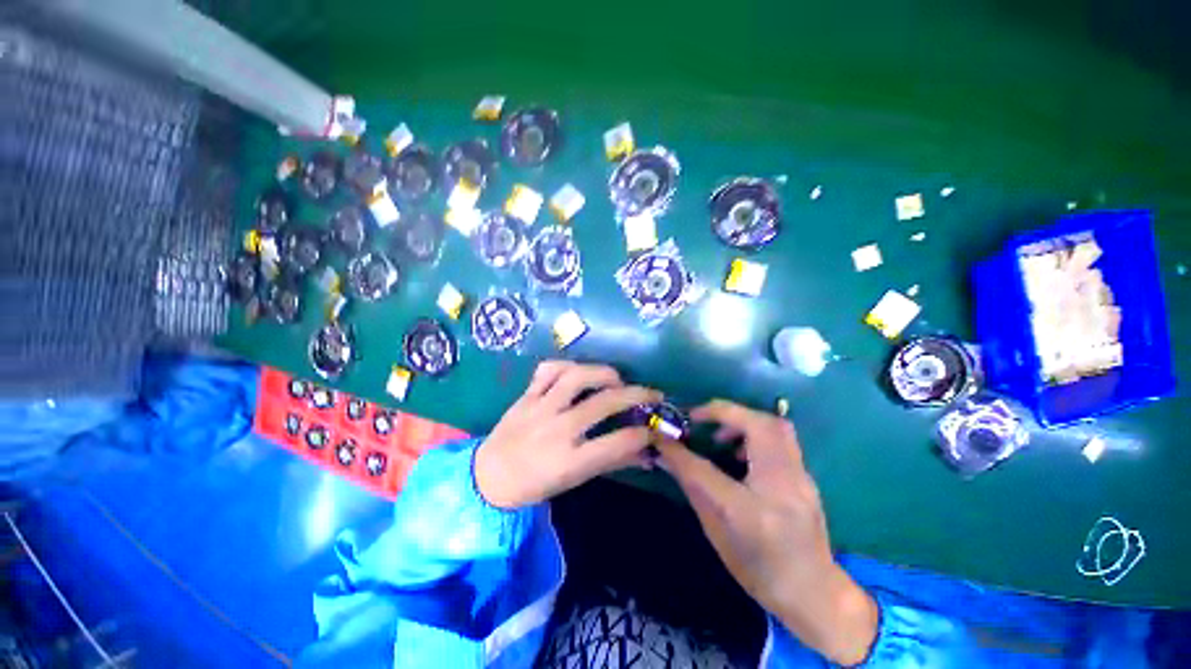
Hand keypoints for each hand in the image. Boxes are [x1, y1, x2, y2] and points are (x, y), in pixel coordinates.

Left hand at [475, 360, 660, 508]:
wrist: (489, 477)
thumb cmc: (536, 483)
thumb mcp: (576, 479)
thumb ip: (611, 462)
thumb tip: (646, 453)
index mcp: (570, 461)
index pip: (617, 443)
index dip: (644, 433)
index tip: (654, 427)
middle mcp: (557, 430)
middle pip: (603, 403)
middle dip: (636, 395)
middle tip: (652, 394)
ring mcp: (539, 409)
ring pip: (575, 378)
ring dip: (603, 373)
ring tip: (617, 379)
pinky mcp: (526, 395)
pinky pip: (548, 370)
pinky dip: (567, 365)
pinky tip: (579, 372)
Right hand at [655, 400, 878, 665]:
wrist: (812, 592)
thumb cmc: (758, 567)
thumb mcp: (716, 531)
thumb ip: (693, 487)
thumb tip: (665, 455)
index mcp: (750, 513)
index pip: (705, 472)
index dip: (678, 451)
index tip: (662, 436)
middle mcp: (780, 488)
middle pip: (759, 426)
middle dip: (725, 412)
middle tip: (700, 419)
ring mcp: (800, 478)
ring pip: (776, 426)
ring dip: (743, 419)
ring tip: (720, 436)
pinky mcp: (805, 475)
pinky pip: (781, 438)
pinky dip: (757, 432)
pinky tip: (742, 453)